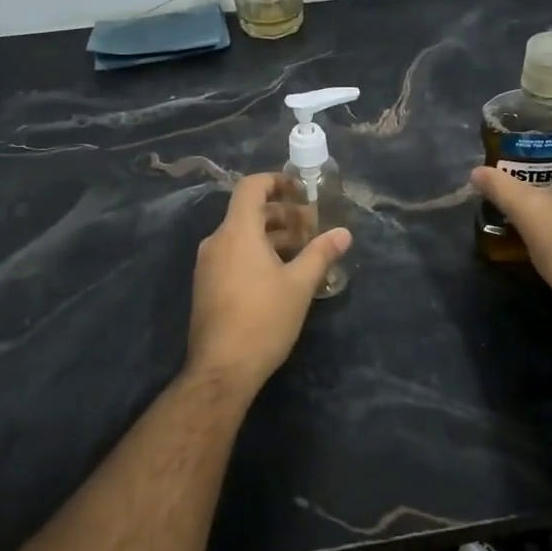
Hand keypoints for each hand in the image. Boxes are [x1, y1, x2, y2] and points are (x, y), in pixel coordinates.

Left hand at [187, 172, 352, 388]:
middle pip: (249, 212)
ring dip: (272, 236)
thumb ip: (321, 253)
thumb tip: (344, 233)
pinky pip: (233, 254)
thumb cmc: (263, 320)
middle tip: (312, 226)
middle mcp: (217, 241)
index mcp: (237, 232)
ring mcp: (208, 264)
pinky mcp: (207, 285)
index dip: (277, 181)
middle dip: (282, 214)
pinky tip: (281, 274)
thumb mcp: (299, 285)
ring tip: (302, 251)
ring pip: (242, 235)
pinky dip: (257, 253)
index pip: (251, 187)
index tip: (302, 191)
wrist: (222, 369)